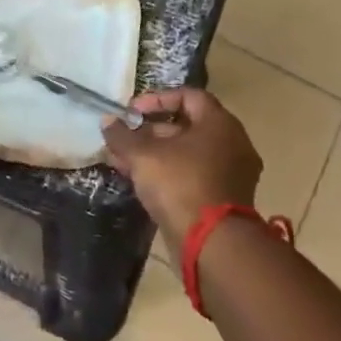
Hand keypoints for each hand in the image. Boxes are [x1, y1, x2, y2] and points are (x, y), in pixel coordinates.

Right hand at [102, 89, 261, 257]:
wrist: (212, 243)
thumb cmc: (180, 185)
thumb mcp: (143, 156)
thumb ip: (123, 136)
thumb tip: (107, 121)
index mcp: (219, 123)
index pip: (188, 96)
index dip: (157, 99)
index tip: (133, 112)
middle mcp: (233, 143)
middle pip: (187, 126)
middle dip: (151, 131)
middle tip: (124, 139)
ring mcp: (232, 173)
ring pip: (188, 154)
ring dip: (156, 154)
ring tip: (123, 162)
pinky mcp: (225, 198)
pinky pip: (194, 175)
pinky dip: (170, 173)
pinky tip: (140, 181)